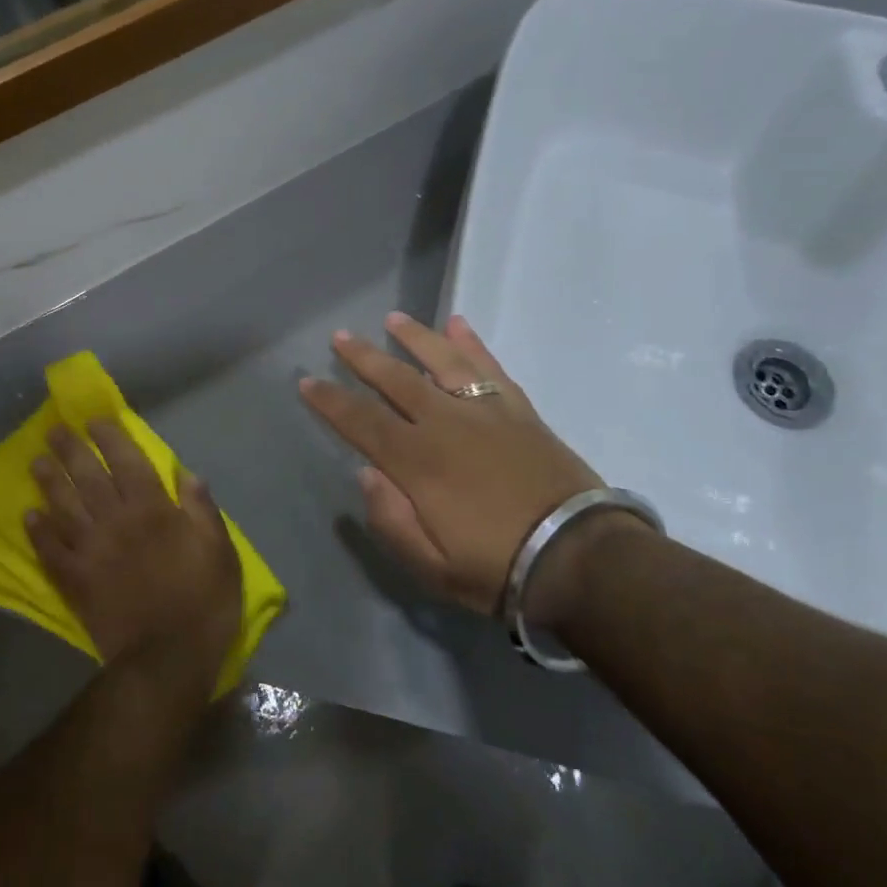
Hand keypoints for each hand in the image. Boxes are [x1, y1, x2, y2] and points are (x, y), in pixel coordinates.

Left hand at [26, 419, 241, 696]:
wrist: (167, 658)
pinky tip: (29, 517)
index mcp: (153, 511)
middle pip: (88, 478)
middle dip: (71, 450)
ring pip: (64, 508)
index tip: (94, 422)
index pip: (127, 462)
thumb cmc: (203, 602)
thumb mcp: (220, 552)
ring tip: (36, 462)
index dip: (110, 439)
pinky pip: (50, 551)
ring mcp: (91, 551)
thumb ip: (202, 511)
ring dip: (49, 483)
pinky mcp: (75, 582)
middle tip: (54, 430)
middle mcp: (117, 522)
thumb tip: (189, 476)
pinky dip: (38, 533)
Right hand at [299, 312, 618, 618]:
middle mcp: (447, 424)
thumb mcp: (431, 566)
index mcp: (418, 462)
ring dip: (415, 338)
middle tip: (340, 337)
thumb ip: (389, 519)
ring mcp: (487, 412)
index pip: (362, 422)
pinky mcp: (520, 411)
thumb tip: (366, 474)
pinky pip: (491, 368)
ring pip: (443, 362)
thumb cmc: (496, 567)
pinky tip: (459, 325)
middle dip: (364, 358)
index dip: (331, 401)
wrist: (579, 557)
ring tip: (393, 319)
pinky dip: (474, 344)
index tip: (307, 381)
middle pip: (397, 380)